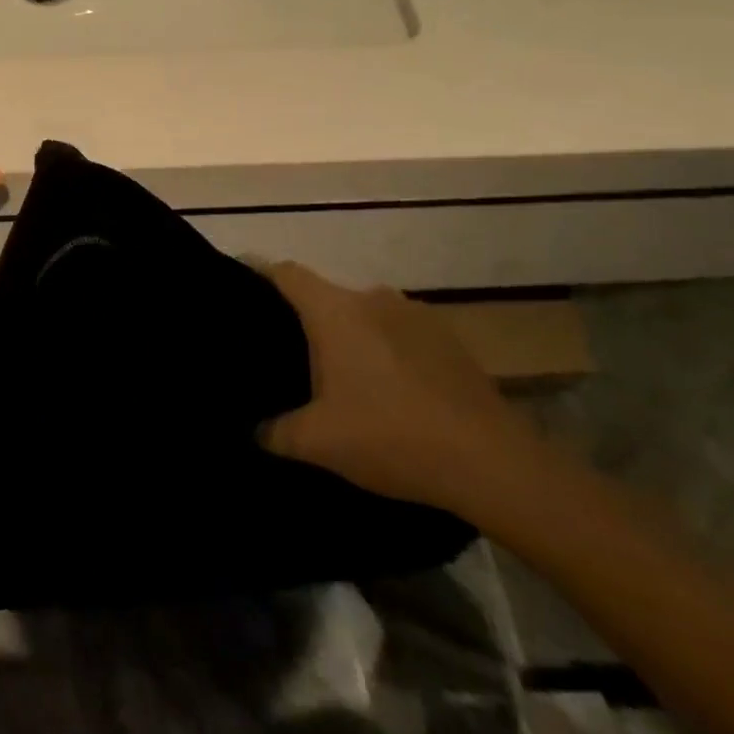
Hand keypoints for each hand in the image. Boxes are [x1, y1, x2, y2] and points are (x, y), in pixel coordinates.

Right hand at [257, 261, 540, 518]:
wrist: (490, 461)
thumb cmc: (390, 437)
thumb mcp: (318, 443)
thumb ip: (275, 433)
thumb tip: (253, 430)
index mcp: (334, 310)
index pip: (286, 273)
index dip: (260, 275)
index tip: (243, 291)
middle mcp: (371, 296)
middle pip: (325, 295)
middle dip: (307, 321)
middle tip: (293, 357)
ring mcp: (414, 312)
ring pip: (364, 314)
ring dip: (351, 337)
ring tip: (345, 378)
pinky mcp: (446, 336)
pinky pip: (398, 331)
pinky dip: (386, 349)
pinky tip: (391, 390)